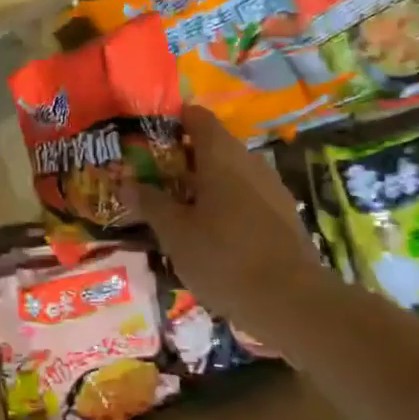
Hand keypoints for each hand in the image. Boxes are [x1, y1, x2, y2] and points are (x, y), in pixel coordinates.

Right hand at [128, 104, 326, 348]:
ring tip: (178, 207)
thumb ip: (150, 203)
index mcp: (221, 154)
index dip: (172, 120)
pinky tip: (211, 231)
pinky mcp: (284, 215)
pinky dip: (226, 203)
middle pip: (213, 145)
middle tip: (154, 176)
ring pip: (231, 172)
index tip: (148, 136)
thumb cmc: (224, 257)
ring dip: (205, 183)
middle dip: (184, 157)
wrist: (293, 302)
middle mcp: (249, 161)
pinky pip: (247, 196)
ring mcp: (272, 187)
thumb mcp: (175, 233)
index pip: (196, 116)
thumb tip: (125, 182)